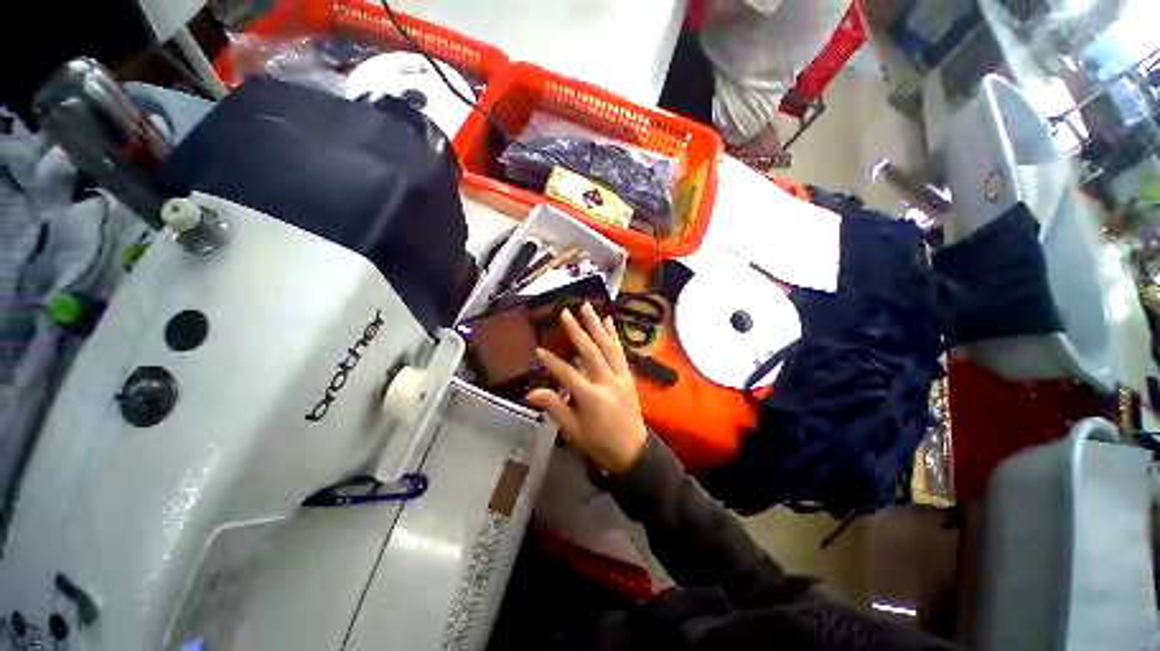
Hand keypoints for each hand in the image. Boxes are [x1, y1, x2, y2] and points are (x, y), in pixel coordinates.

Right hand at [527, 303, 647, 475]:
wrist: (633, 451)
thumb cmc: (599, 443)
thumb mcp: (573, 430)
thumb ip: (554, 407)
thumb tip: (531, 393)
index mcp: (591, 398)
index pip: (568, 374)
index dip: (552, 362)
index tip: (539, 350)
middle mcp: (608, 382)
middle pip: (590, 351)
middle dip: (577, 331)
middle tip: (566, 313)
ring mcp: (621, 376)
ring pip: (608, 346)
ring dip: (597, 325)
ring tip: (587, 307)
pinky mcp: (628, 375)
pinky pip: (620, 351)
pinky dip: (614, 335)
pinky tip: (609, 321)